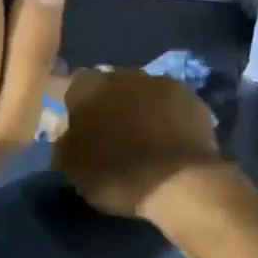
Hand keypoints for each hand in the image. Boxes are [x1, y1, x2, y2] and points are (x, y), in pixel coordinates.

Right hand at [50, 69, 224, 219]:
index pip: (76, 87)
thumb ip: (65, 142)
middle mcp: (125, 75)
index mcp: (89, 87)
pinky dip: (169, 118)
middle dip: (113, 104)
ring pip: (145, 92)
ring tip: (147, 139)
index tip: (84, 131)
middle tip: (116, 134)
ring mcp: (163, 83)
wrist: (178, 182)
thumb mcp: (72, 168)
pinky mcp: (192, 99)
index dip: (80, 108)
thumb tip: (68, 133)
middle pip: (113, 85)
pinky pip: (173, 105)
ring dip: (142, 108)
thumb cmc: (116, 175)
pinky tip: (171, 141)